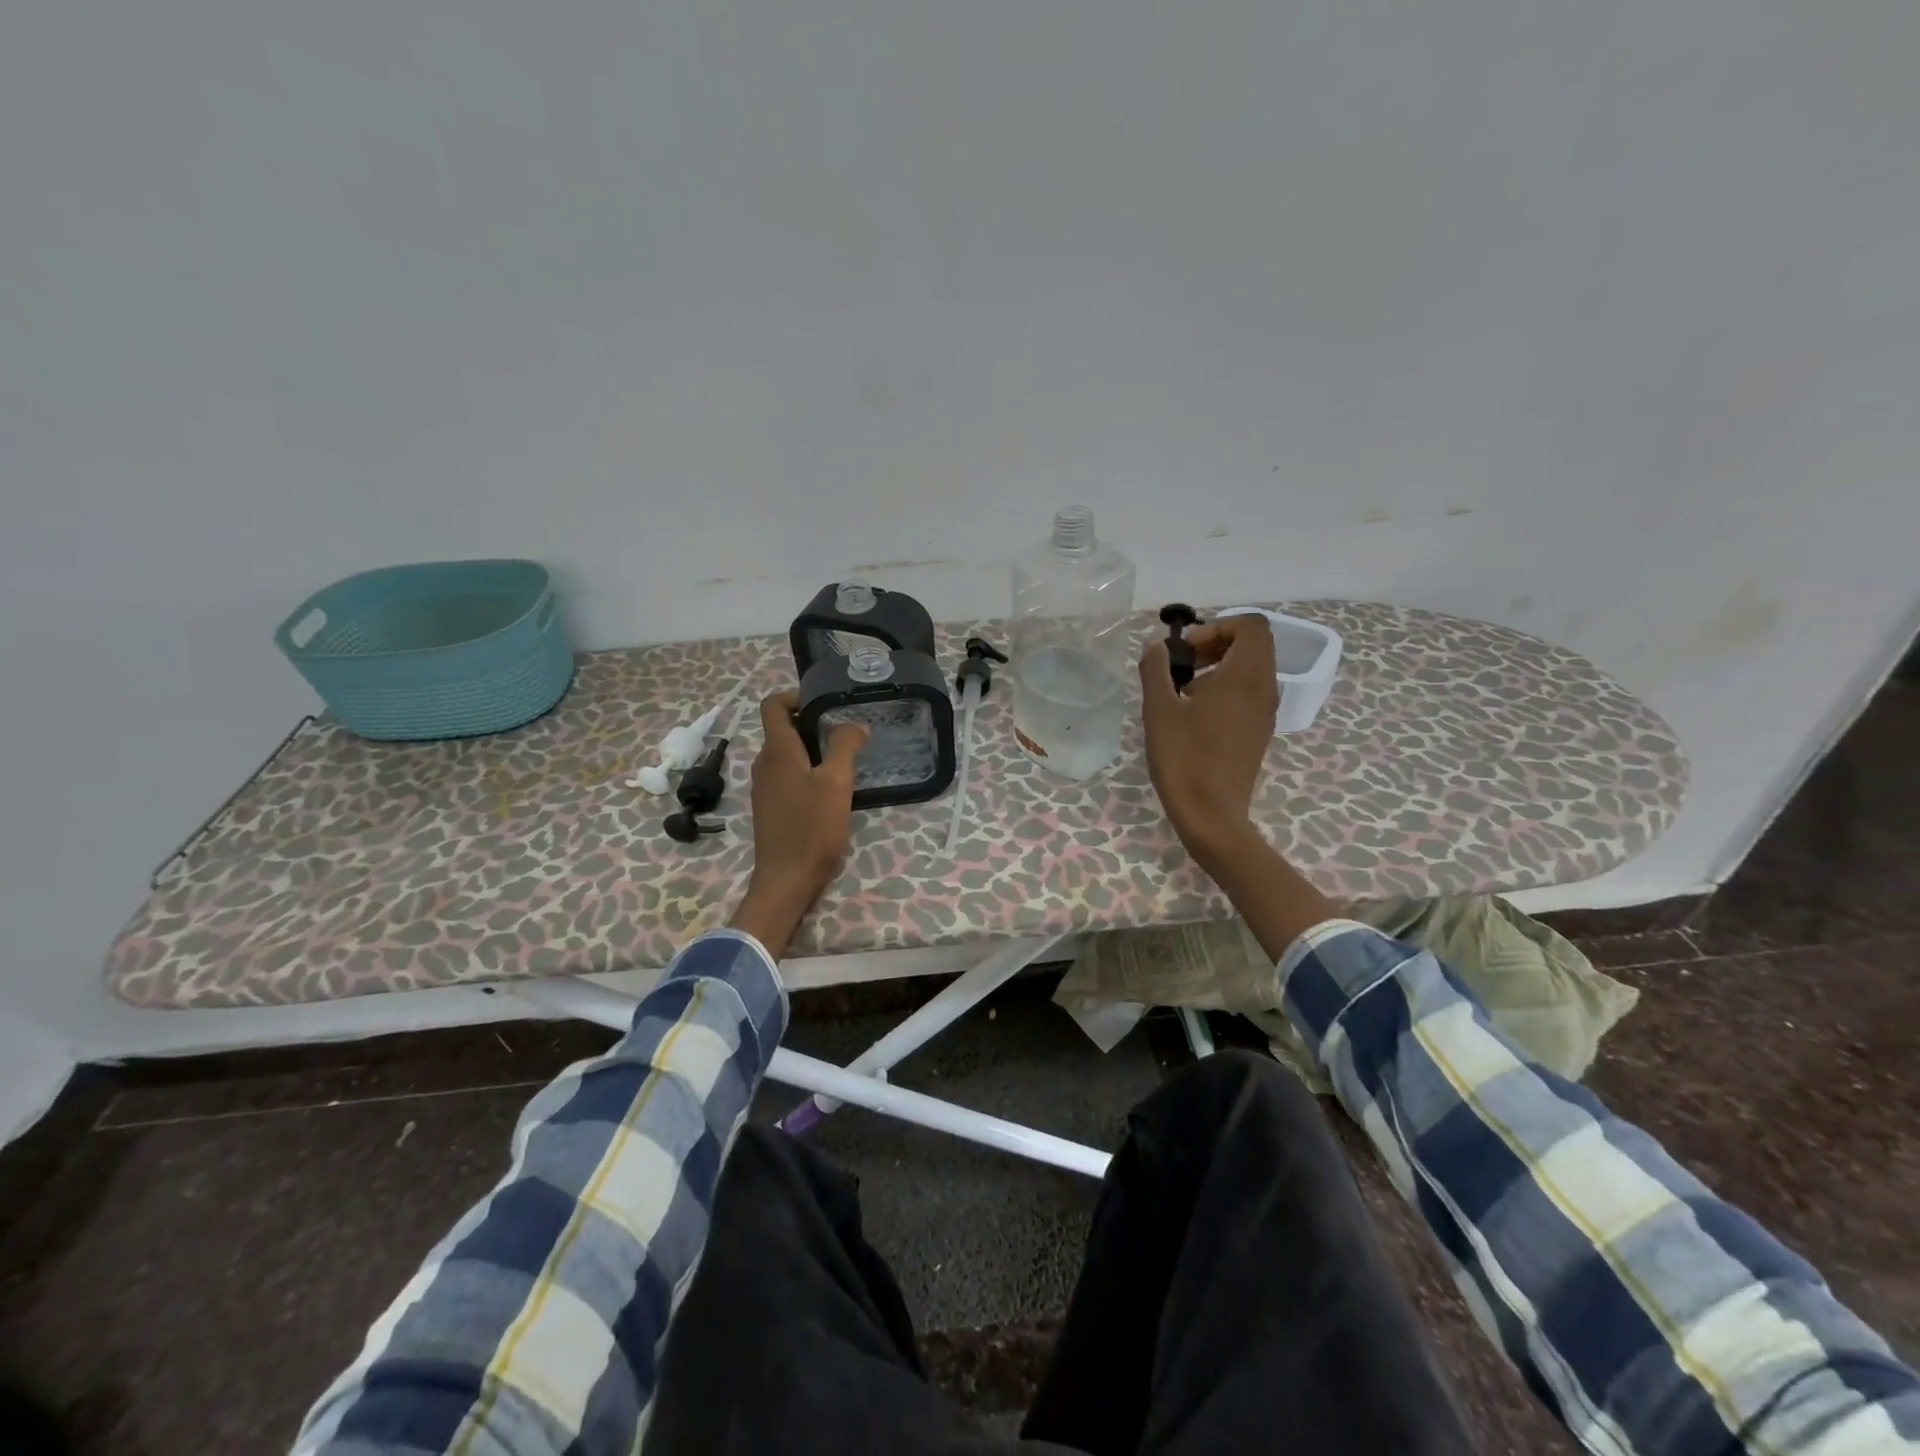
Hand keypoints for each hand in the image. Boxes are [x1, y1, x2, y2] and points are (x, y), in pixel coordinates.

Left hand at [729, 690, 867, 957]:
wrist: (787, 879)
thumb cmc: (812, 827)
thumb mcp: (836, 783)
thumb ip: (844, 746)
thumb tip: (854, 724)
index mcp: (777, 751)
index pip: (773, 705)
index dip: (795, 695)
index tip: (824, 702)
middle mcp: (764, 764)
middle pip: (781, 728)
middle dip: (811, 723)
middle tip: (844, 731)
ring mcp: (764, 787)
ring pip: (785, 754)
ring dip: (810, 748)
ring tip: (842, 759)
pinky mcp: (770, 807)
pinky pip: (786, 775)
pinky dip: (805, 771)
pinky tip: (829, 789)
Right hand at [1139, 613, 1278, 873]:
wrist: (1211, 814)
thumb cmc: (1183, 758)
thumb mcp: (1159, 709)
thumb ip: (1156, 669)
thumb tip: (1157, 647)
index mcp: (1245, 676)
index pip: (1249, 625)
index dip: (1216, 626)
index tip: (1185, 649)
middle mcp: (1264, 689)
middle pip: (1252, 645)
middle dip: (1215, 644)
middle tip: (1180, 665)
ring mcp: (1265, 713)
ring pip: (1250, 670)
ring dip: (1218, 668)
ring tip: (1181, 692)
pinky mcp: (1259, 732)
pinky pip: (1248, 694)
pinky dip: (1224, 690)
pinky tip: (1193, 717)